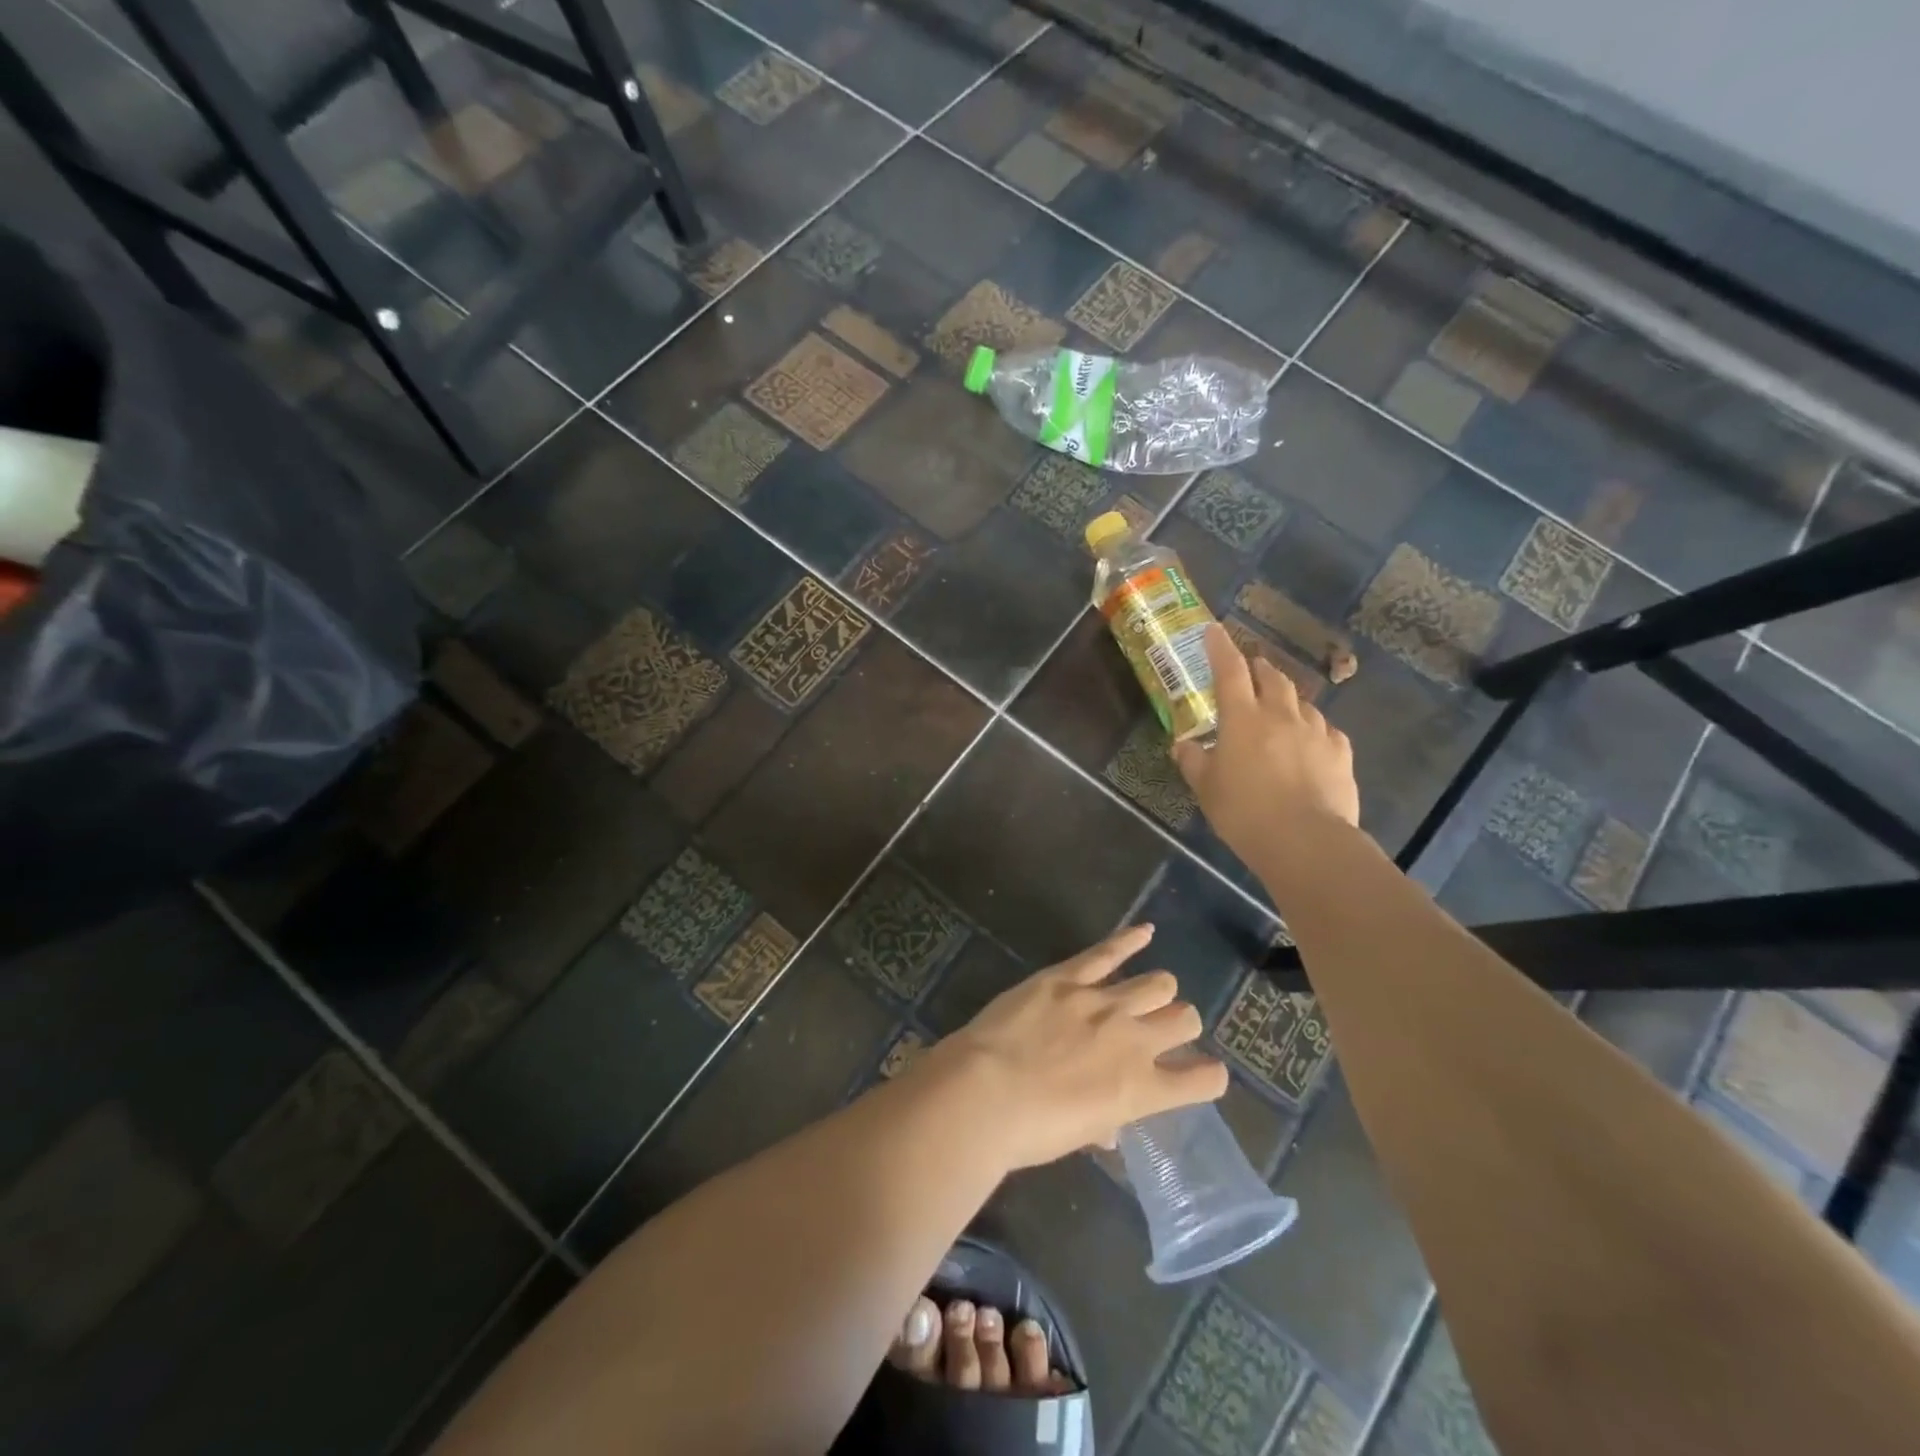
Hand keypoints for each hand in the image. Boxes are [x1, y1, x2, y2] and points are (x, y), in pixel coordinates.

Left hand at [929, 925, 1227, 1169]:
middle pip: (1185, 1018)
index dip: (1208, 1075)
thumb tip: (1107, 1125)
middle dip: (1179, 1024)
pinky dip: (1130, 939)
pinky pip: (1108, 952)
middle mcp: (1135, 1041)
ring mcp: (1103, 1003)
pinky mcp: (1069, 977)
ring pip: (1158, 982)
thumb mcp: (1077, 1137)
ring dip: (1157, 990)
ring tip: (1145, 993)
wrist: (985, 1092)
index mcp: (1142, 1090)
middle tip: (1159, 1030)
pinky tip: (1144, 931)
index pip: (1203, 1079)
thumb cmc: (1030, 1131)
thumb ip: (1103, 1123)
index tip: (1202, 1074)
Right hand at [1174, 624, 1360, 868]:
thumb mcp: (1206, 789)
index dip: (1220, 648)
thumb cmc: (1244, 812)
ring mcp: (1315, 732)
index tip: (1214, 630)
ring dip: (1287, 699)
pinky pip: (1326, 730)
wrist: (1306, 841)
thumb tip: (1182, 745)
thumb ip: (1193, 761)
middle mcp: (1280, 715)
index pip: (1229, 671)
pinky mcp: (1340, 753)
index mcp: (1242, 719)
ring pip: (1302, 702)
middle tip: (1250, 670)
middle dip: (1259, 669)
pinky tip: (1311, 742)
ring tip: (1280, 710)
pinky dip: (1314, 728)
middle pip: (1272, 678)